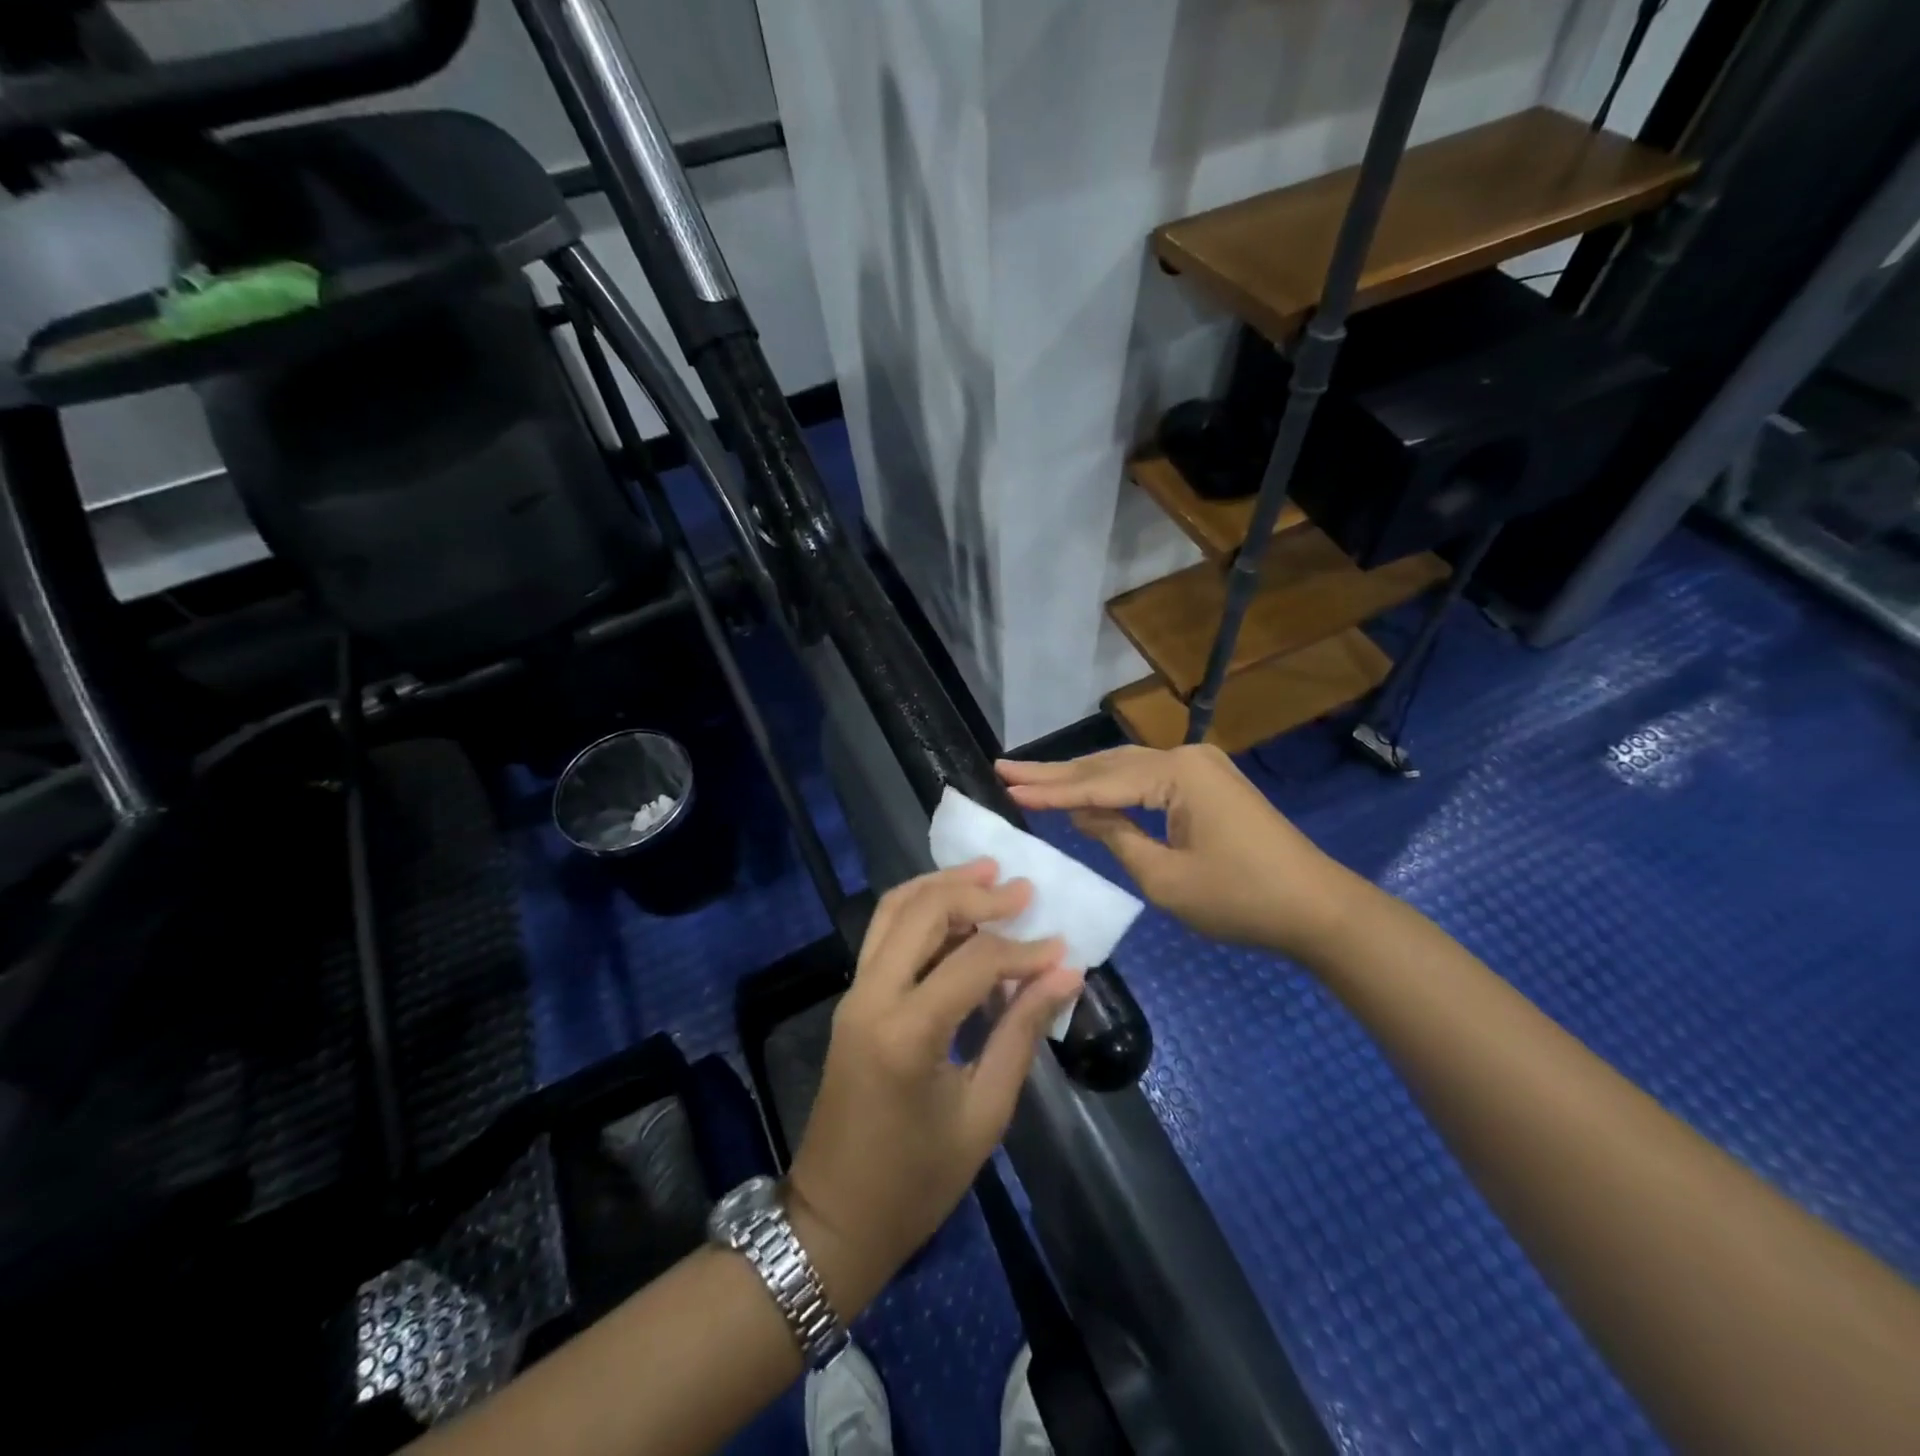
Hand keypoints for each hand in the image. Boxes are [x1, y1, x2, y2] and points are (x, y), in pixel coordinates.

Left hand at [786, 861, 1083, 1319]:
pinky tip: (956, 912)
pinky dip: (921, 910)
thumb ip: (1021, 1033)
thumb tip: (1065, 974)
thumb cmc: (917, 1182)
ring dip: (941, 886)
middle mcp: (871, 997)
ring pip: (893, 910)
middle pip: (922, 912)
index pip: (973, 961)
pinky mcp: (853, 999)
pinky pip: (884, 934)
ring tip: (986, 874)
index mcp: (906, 1032)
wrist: (835, 1217)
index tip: (1063, 948)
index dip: (1023, 950)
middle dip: (975, 891)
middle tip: (1022, 888)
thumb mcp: (984, 1113)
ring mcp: (854, 993)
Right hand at [997, 745, 1356, 959]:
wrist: (1319, 909)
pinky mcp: (1208, 784)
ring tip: (1031, 777)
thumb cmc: (1241, 899)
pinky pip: (1148, 781)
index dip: (1050, 790)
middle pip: (1108, 764)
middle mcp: (1187, 757)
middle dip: (1056, 773)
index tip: (1006, 785)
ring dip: (1081, 777)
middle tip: (1006, 768)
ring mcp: (1201, 768)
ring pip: (1126, 769)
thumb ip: (1117, 837)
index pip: (1098, 782)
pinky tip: (1084, 791)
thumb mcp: (1166, 878)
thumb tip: (1083, 813)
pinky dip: (1112, 787)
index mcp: (1177, 774)